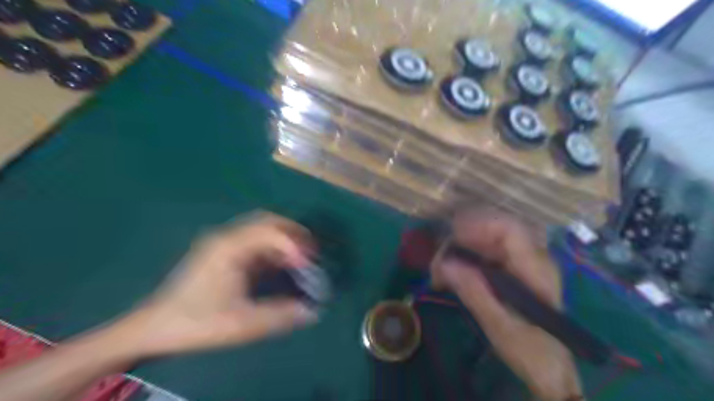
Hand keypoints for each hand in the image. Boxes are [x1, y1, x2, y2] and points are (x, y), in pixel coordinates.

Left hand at [117, 213, 317, 356]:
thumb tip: (311, 311)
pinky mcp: (222, 251)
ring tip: (300, 255)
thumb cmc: (196, 322)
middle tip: (311, 250)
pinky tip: (280, 262)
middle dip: (293, 232)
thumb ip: (279, 315)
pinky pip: (254, 239)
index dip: (293, 245)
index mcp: (229, 248)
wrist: (154, 326)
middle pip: (267, 221)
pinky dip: (273, 246)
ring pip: (261, 227)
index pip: (269, 232)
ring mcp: (223, 242)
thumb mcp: (241, 323)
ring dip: (283, 237)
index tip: (308, 264)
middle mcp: (227, 237)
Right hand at [431, 209, 581, 400]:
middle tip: (437, 264)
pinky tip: (450, 275)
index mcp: (535, 269)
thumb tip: (444, 264)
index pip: (509, 230)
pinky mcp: (511, 270)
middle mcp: (531, 258)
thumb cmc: (530, 351)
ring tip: (439, 272)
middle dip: (461, 241)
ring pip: (485, 240)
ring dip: (459, 251)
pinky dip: (464, 260)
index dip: (478, 225)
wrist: (550, 368)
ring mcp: (521, 262)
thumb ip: (474, 293)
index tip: (450, 238)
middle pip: (493, 231)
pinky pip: (484, 253)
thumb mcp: (499, 326)